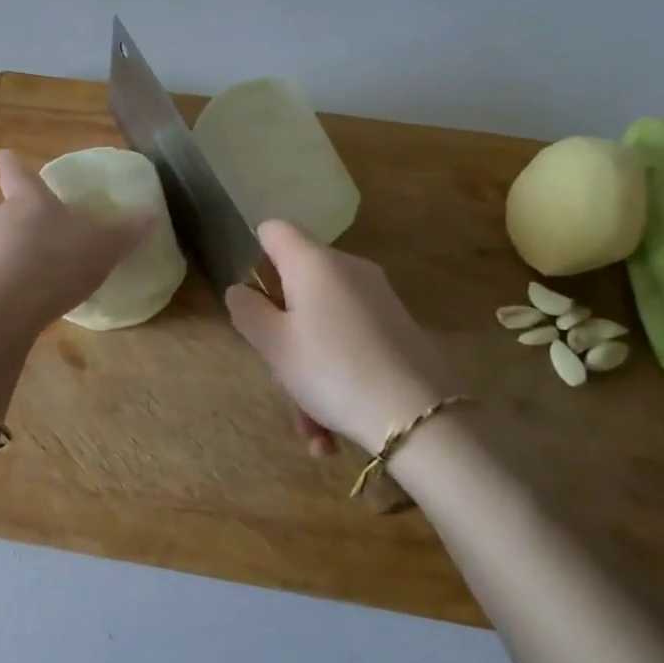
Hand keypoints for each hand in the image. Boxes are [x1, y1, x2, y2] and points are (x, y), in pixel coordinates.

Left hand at [0, 150, 152, 339]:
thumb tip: (150, 213)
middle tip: (28, 222)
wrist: (3, 309)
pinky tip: (8, 293)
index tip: (7, 158)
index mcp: (28, 199)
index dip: (12, 163)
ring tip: (17, 261)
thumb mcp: (104, 246)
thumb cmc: (56, 262)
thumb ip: (127, 230)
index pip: (13, 169)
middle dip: (8, 210)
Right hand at [225, 220, 459, 456]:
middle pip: (297, 284)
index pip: (274, 230)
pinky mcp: (398, 328)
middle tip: (278, 373)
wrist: (421, 418)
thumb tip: (242, 290)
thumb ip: (247, 310)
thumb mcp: (273, 345)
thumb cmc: (332, 370)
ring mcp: (378, 298)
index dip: (255, 256)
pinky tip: (332, 433)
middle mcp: (349, 269)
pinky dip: (336, 378)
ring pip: (323, 324)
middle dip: (281, 331)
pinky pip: (351, 342)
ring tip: (311, 428)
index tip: (252, 301)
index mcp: (314, 262)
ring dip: (308, 371)